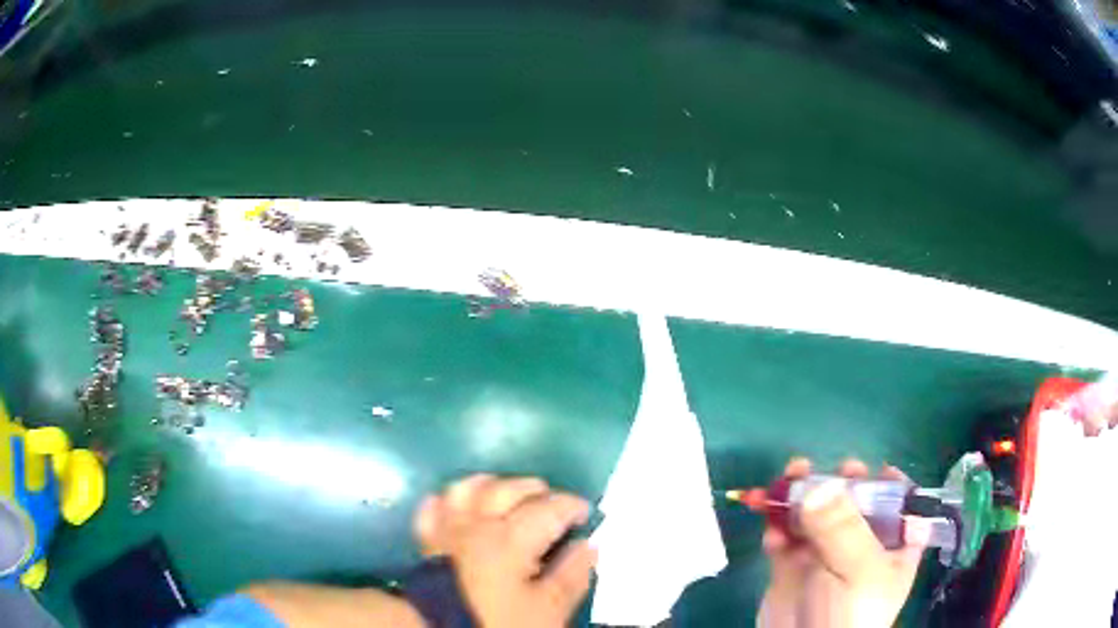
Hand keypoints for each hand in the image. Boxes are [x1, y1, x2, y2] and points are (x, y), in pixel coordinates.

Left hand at [414, 474, 596, 627]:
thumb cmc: (501, 624)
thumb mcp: (549, 610)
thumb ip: (572, 575)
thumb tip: (588, 545)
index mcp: (511, 539)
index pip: (548, 508)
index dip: (571, 506)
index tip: (586, 513)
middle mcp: (477, 526)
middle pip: (507, 490)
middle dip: (535, 489)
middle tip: (553, 501)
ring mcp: (447, 533)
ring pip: (467, 489)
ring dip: (491, 485)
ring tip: (508, 493)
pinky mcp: (427, 545)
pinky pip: (431, 510)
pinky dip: (446, 501)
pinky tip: (457, 505)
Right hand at [759, 458, 930, 627]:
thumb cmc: (848, 615)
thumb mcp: (858, 570)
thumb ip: (842, 527)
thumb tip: (819, 484)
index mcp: (893, 548)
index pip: (903, 508)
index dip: (893, 486)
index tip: (878, 470)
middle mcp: (861, 547)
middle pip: (855, 503)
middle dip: (841, 484)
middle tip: (831, 469)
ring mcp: (824, 556)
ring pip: (816, 515)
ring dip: (801, 495)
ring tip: (790, 474)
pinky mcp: (791, 566)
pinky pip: (784, 537)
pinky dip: (776, 524)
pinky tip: (769, 518)